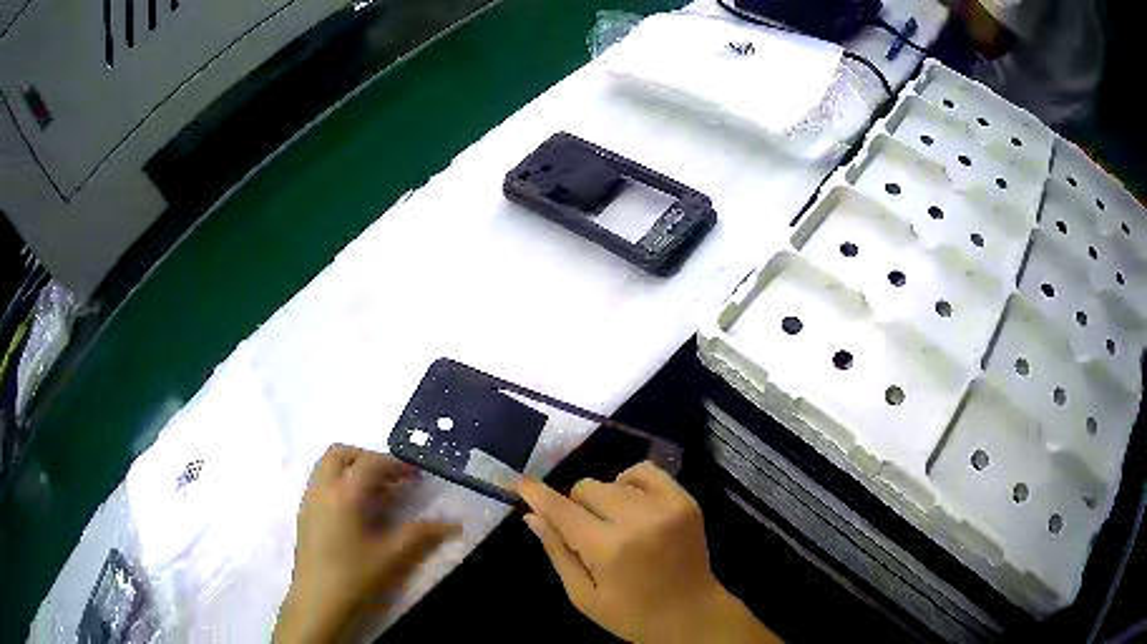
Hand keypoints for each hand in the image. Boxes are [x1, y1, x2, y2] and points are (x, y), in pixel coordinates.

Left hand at [275, 445, 458, 643]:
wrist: (317, 601)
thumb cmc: (355, 575)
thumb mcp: (392, 555)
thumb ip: (422, 534)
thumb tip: (454, 524)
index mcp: (344, 493)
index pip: (370, 462)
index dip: (395, 464)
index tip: (415, 475)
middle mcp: (322, 488)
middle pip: (340, 453)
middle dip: (367, 458)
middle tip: (390, 478)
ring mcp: (309, 500)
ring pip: (326, 466)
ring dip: (350, 469)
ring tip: (374, 494)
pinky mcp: (304, 514)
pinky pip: (320, 483)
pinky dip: (338, 483)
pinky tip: (355, 512)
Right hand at [516, 462, 779, 643]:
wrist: (693, 615)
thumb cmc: (632, 615)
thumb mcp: (584, 596)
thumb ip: (557, 553)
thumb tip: (532, 516)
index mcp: (608, 549)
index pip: (561, 509)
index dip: (536, 493)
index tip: (518, 482)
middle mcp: (637, 519)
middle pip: (586, 488)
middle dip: (576, 507)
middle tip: (586, 533)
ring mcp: (666, 506)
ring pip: (613, 481)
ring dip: (604, 499)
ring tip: (614, 524)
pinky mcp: (685, 500)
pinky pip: (647, 471)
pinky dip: (631, 482)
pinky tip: (633, 504)